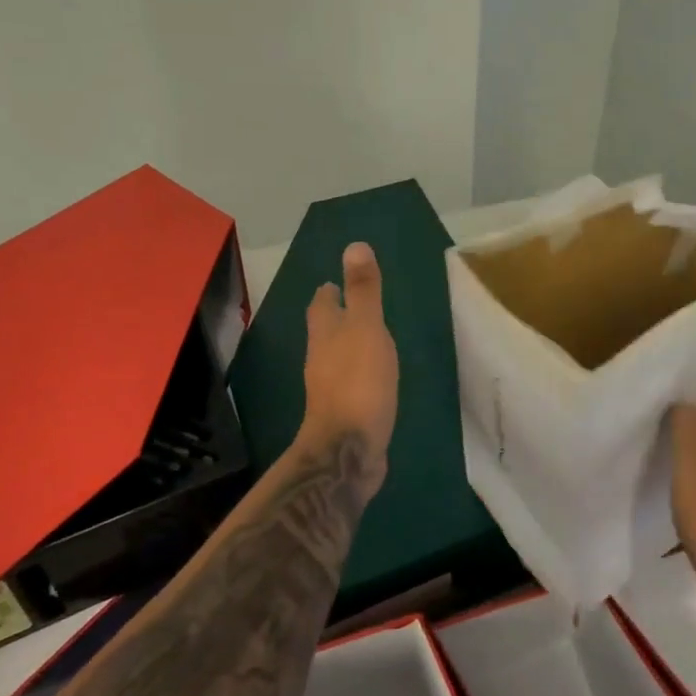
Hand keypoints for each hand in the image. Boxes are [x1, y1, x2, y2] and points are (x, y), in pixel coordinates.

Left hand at [299, 241, 398, 494]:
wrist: (348, 450)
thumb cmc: (358, 382)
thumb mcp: (366, 328)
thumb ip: (363, 291)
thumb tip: (354, 245)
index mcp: (325, 335)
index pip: (321, 305)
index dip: (327, 293)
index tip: (332, 283)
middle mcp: (321, 359)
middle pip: (325, 332)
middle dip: (335, 318)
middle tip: (351, 305)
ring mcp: (331, 389)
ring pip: (336, 358)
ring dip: (347, 346)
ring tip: (367, 338)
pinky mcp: (345, 414)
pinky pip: (351, 385)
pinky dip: (360, 374)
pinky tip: (375, 379)